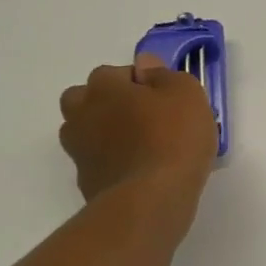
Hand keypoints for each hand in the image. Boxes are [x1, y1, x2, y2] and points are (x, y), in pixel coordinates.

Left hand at [59, 54, 219, 204]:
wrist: (151, 200)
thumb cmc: (173, 138)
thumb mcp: (186, 93)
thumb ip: (164, 74)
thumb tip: (144, 65)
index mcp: (103, 86)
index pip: (115, 72)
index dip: (140, 83)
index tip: (164, 98)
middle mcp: (82, 113)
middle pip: (86, 99)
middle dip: (108, 103)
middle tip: (143, 117)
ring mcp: (79, 150)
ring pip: (87, 131)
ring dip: (106, 133)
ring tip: (141, 146)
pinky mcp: (86, 181)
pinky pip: (98, 162)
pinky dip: (112, 162)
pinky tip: (139, 172)